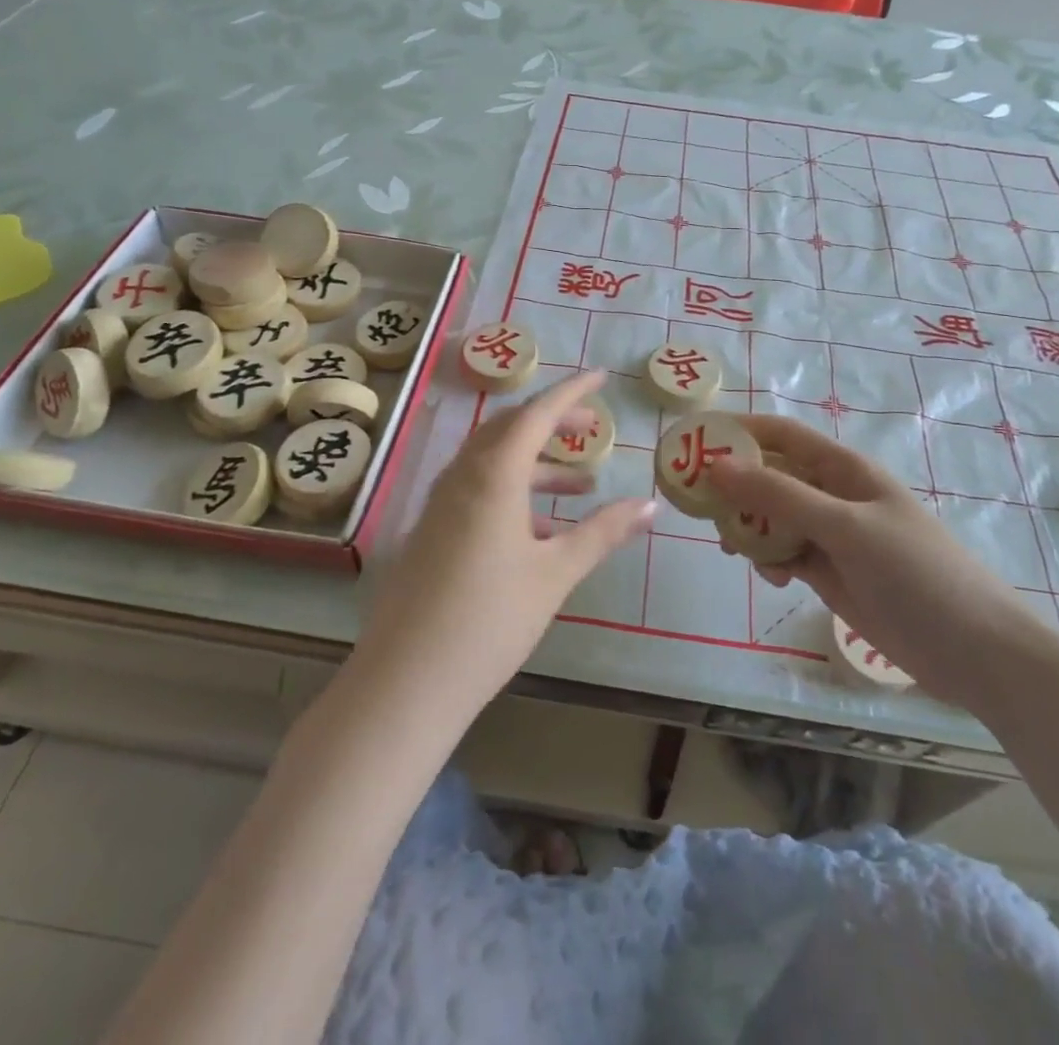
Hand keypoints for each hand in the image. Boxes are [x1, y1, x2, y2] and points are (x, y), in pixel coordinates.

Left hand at [358, 371, 655, 712]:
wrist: (407, 682)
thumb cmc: (490, 620)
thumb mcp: (556, 573)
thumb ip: (603, 532)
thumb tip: (650, 505)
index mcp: (492, 474)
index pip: (537, 413)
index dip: (571, 391)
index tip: (601, 376)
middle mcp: (462, 476)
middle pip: (510, 429)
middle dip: (554, 423)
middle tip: (592, 429)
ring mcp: (440, 503)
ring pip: (493, 461)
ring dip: (537, 463)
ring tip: (582, 485)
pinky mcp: (431, 530)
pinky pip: (477, 489)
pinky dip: (513, 491)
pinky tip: (541, 529)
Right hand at [709, 415, 1054, 713]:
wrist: (975, 651)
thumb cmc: (916, 573)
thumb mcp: (845, 527)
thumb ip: (780, 496)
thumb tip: (716, 466)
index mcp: (843, 469)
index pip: (781, 434)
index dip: (738, 431)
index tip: (693, 441)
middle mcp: (833, 495)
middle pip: (770, 476)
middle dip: (734, 486)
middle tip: (697, 506)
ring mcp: (831, 536)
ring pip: (772, 518)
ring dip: (747, 527)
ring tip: (730, 548)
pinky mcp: (829, 572)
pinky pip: (784, 554)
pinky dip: (768, 560)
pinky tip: (770, 578)